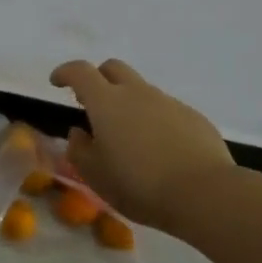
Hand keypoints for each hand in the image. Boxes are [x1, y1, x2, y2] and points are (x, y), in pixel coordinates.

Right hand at [50, 58, 241, 228]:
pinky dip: (155, 120)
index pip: (79, 72)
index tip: (57, 82)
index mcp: (106, 102)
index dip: (65, 73)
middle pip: (113, 68)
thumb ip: (80, 150)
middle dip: (98, 78)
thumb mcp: (96, 176)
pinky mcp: (193, 117)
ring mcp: (168, 102)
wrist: (205, 194)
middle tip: (92, 103)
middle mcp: (137, 93)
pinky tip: (160, 149)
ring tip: (129, 136)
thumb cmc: (139, 185)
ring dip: (129, 102)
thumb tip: (79, 132)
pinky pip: (166, 110)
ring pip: (141, 90)